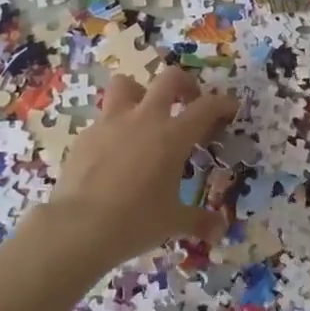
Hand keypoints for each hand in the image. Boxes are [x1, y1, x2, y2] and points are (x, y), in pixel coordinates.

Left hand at [39, 65, 237, 270]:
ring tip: (144, 114)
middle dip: (184, 84)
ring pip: (126, 85)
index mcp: (173, 135)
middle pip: (169, 79)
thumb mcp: (173, 222)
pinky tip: (113, 152)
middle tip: (189, 101)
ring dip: (140, 93)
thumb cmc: (136, 221)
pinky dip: (113, 127)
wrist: (79, 227)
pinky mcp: (85, 135)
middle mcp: (144, 119)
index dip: (223, 104)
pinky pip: (103, 119)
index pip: (207, 107)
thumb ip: (199, 221)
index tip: (230, 108)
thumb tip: (219, 231)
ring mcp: (111, 123)